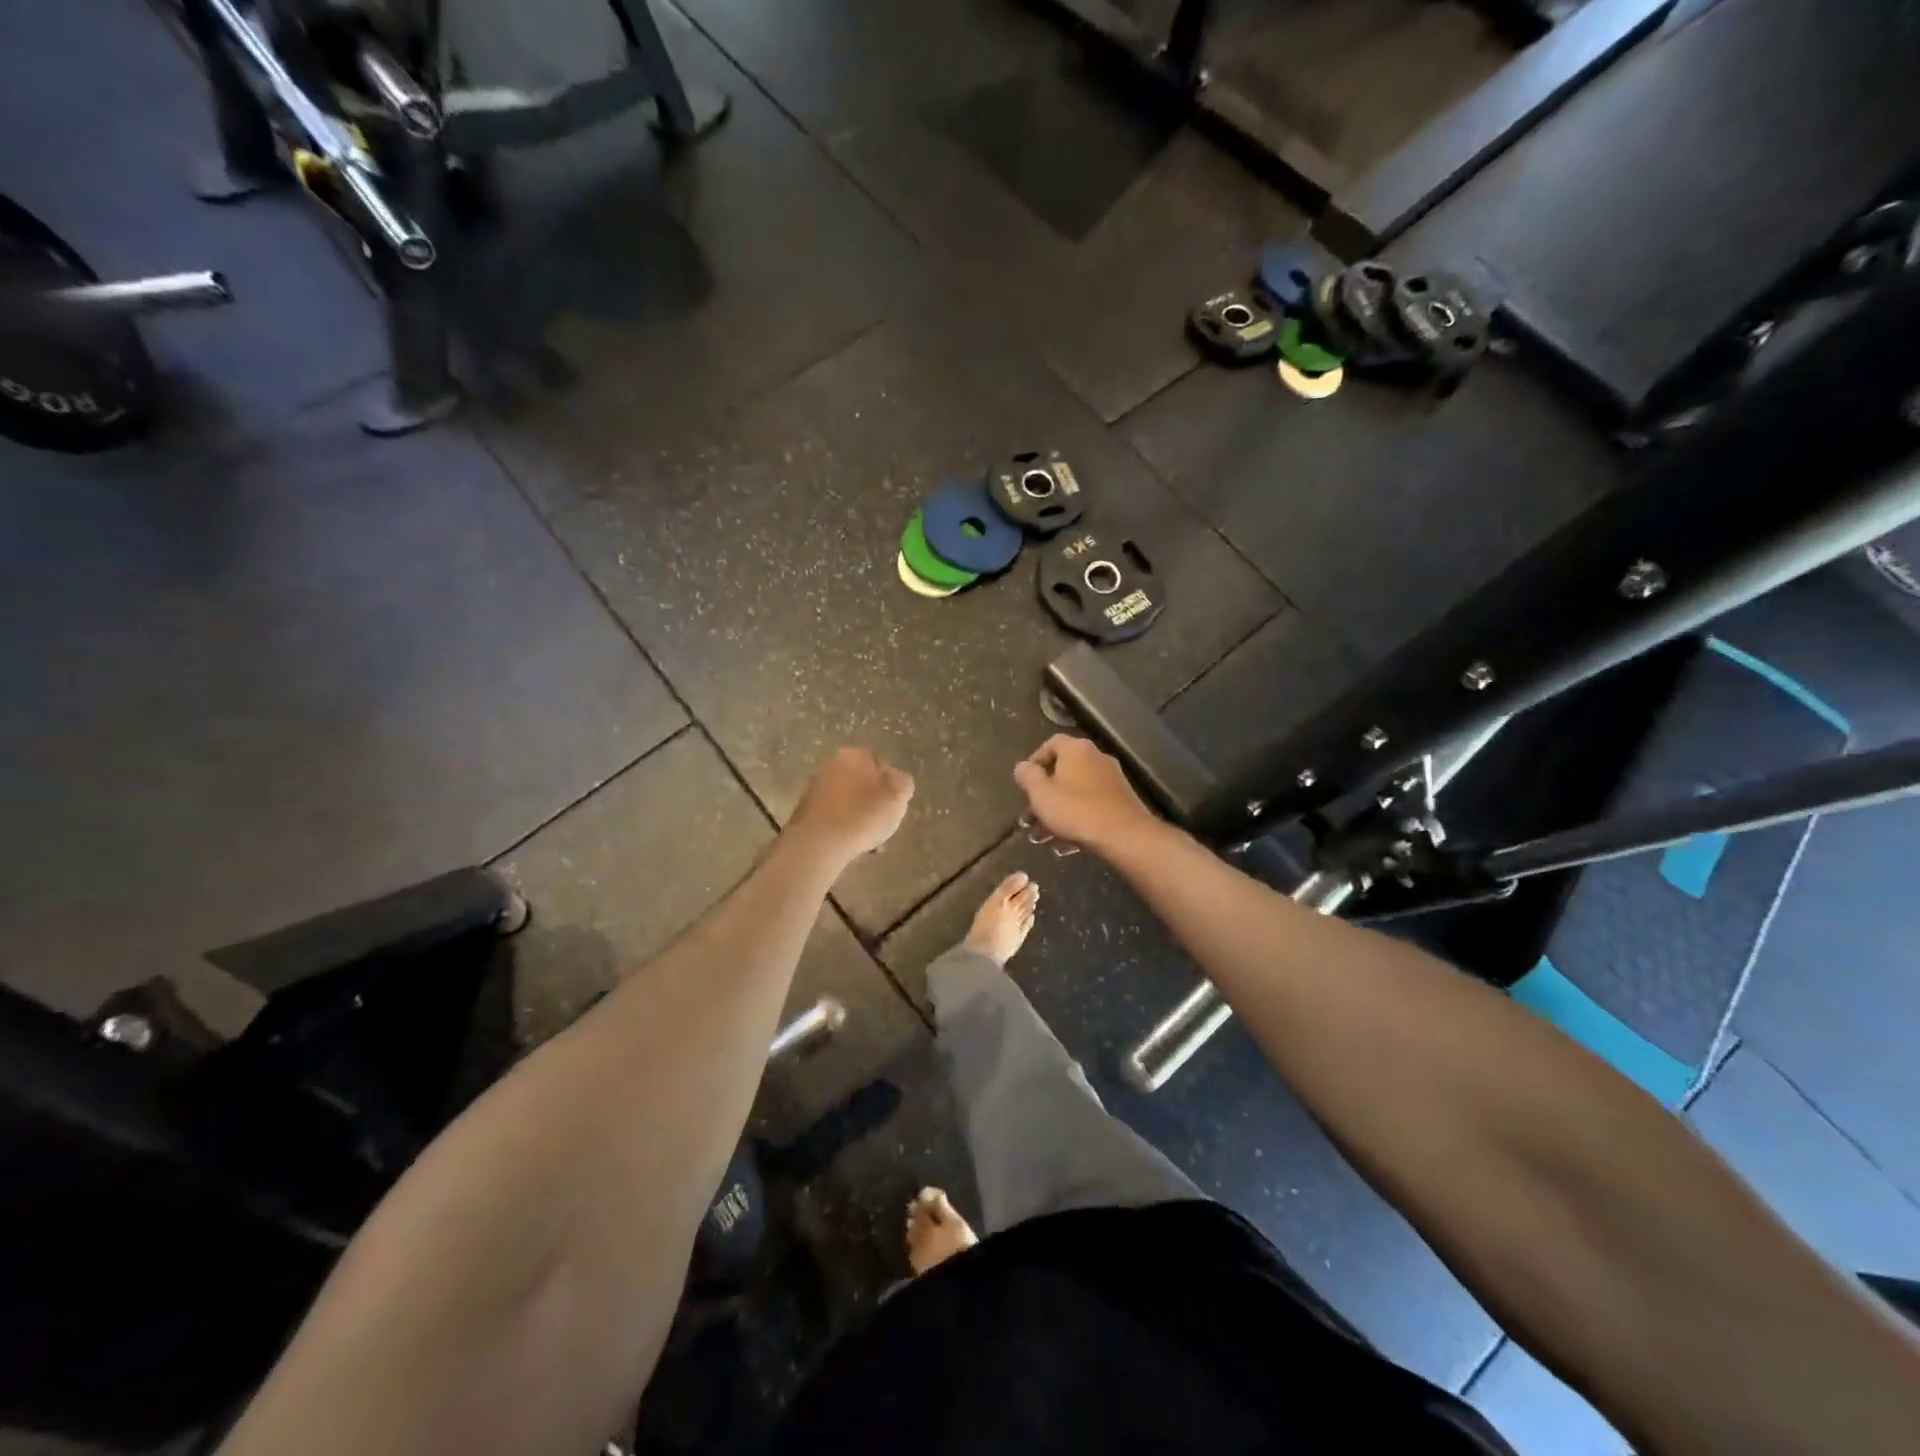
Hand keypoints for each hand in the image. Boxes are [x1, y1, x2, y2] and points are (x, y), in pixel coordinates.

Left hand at [789, 747, 914, 863]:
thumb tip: (896, 781)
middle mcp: (831, 766)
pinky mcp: (806, 814)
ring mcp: (815, 790)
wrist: (818, 844)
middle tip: (884, 823)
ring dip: (861, 820)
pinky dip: (845, 831)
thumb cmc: (863, 814)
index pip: (880, 762)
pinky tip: (853, 848)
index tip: (896, 804)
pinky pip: (835, 819)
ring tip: (871, 843)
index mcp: (854, 755)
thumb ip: (903, 782)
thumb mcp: (898, 794)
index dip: (892, 784)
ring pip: (849, 804)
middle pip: (863, 784)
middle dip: (875, 803)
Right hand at [1013, 736, 1158, 855]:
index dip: (1035, 761)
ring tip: (1042, 838)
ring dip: (1057, 814)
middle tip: (1029, 818)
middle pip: (1062, 773)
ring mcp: (1111, 780)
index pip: (1051, 744)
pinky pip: (1091, 806)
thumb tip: (1023, 766)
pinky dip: (1076, 820)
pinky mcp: (1121, 801)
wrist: (1124, 834)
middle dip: (1043, 797)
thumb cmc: (1075, 809)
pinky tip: (1066, 845)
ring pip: (1075, 794)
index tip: (1024, 782)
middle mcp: (1096, 758)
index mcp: (1076, 749)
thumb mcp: (1040, 793)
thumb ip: (1027, 776)